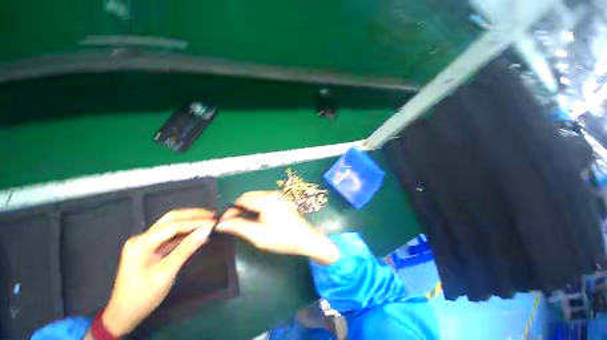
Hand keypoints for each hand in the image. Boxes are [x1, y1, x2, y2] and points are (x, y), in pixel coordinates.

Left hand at [101, 209, 214, 335]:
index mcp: (141, 243)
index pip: (172, 226)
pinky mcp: (152, 249)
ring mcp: (147, 242)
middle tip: (213, 215)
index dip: (195, 223)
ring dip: (191, 222)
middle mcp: (143, 238)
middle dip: (193, 215)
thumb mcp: (166, 272)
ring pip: (172, 226)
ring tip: (209, 221)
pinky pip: (171, 237)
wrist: (125, 313)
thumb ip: (186, 249)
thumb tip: (206, 231)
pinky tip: (199, 235)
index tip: (214, 222)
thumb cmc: (143, 295)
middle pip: (171, 219)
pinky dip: (186, 234)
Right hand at [216, 191, 338, 264]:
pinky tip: (257, 216)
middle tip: (233, 222)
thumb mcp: (258, 235)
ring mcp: (278, 195)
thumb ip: (239, 227)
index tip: (224, 222)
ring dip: (247, 206)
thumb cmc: (282, 238)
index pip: (241, 200)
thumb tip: (221, 224)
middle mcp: (272, 193)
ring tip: (244, 221)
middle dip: (238, 208)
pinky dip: (256, 205)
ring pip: (256, 196)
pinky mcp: (282, 199)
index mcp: (266, 200)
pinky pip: (264, 198)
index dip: (230, 210)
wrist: (305, 238)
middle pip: (248, 196)